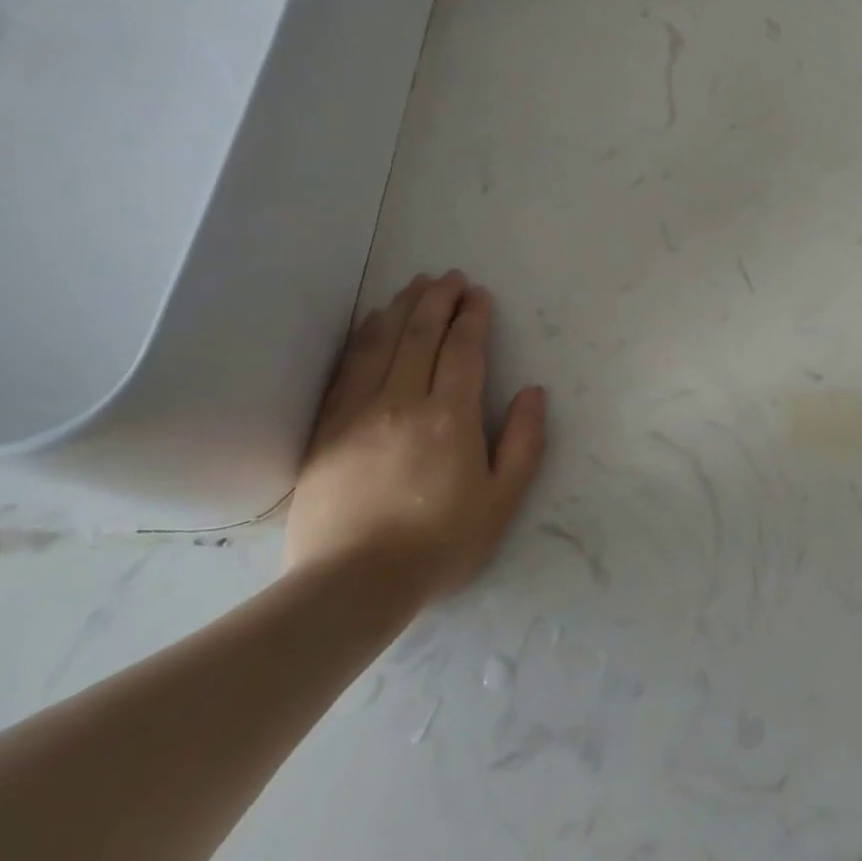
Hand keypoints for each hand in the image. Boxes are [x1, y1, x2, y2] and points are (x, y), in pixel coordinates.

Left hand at [285, 271, 546, 600]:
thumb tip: (534, 393)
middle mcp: (403, 401)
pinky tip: (372, 323)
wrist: (351, 584)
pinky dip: (364, 336)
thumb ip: (524, 443)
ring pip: (382, 342)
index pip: (462, 349)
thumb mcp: (501, 502)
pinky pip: (348, 367)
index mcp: (450, 417)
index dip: (472, 317)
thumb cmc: (438, 545)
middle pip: (420, 334)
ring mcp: (359, 411)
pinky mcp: (327, 428)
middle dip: (438, 299)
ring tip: (415, 285)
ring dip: (402, 307)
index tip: (478, 295)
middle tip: (450, 276)